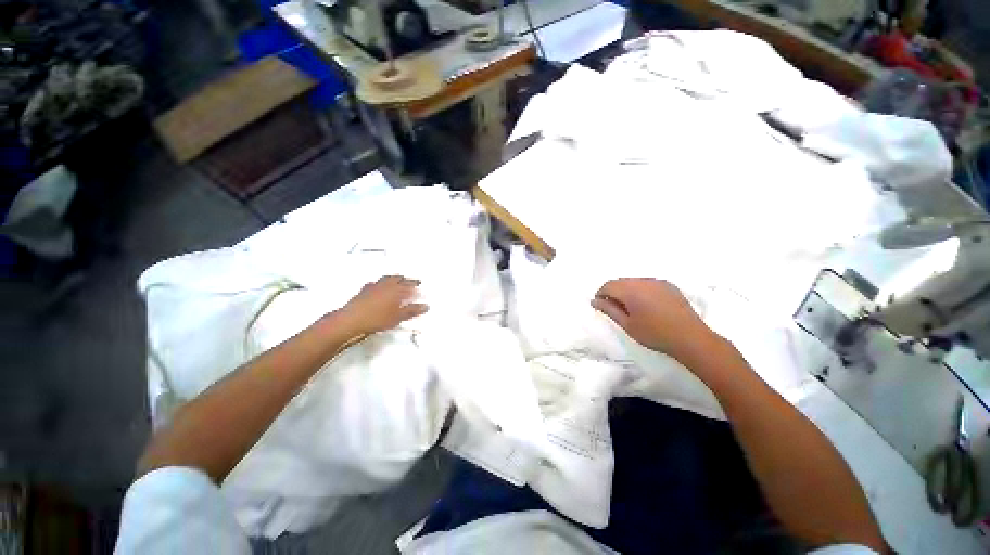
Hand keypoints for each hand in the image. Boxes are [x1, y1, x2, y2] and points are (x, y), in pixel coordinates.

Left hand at [340, 275, 428, 335]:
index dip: (415, 283)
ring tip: (396, 280)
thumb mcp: (399, 317)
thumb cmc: (377, 318)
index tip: (419, 283)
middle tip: (409, 280)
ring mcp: (373, 287)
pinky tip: (378, 287)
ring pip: (386, 279)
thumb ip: (412, 310)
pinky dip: (379, 284)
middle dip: (404, 279)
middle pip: (397, 278)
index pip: (409, 284)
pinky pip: (374, 283)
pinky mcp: (363, 291)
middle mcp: (385, 285)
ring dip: (393, 278)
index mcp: (396, 290)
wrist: (352, 320)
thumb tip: (425, 306)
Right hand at [591, 278, 719, 364]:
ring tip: (630, 307)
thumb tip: (594, 301)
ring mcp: (657, 282)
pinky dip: (640, 290)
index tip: (600, 305)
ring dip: (626, 290)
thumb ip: (609, 310)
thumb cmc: (654, 334)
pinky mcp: (669, 285)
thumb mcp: (627, 324)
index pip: (608, 285)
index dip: (600, 294)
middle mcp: (643, 281)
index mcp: (631, 290)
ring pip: (634, 281)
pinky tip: (645, 304)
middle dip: (613, 291)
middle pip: (620, 281)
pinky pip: (647, 283)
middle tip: (613, 308)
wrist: (690, 338)